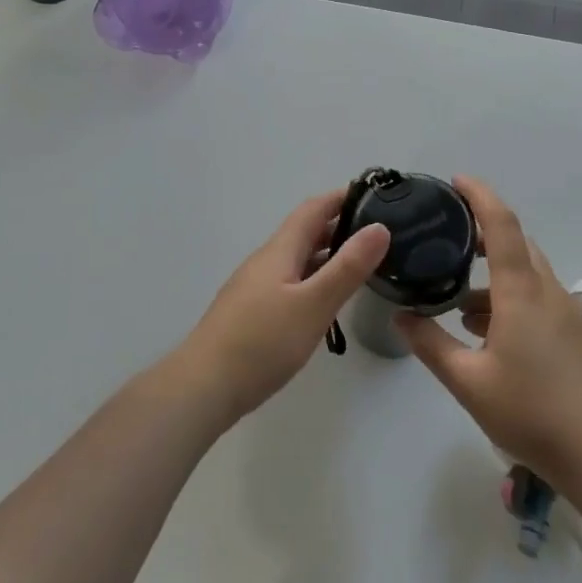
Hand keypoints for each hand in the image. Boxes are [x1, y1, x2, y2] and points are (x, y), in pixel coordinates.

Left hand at [174, 191, 389, 426]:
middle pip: (304, 232)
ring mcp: (255, 288)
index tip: (374, 195)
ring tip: (361, 264)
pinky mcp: (252, 313)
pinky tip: (326, 301)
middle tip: (377, 233)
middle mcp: (266, 261)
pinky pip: (290, 283)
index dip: (341, 197)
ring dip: (327, 254)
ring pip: (297, 260)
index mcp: (280, 250)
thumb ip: (347, 267)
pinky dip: (314, 280)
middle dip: (339, 225)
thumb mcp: (313, 304)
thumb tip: (379, 227)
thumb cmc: (261, 342)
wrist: (202, 387)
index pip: (313, 209)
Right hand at [395, 177, 581, 489]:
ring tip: (456, 299)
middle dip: (481, 232)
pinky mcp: (574, 336)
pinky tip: (486, 332)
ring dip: (493, 274)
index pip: (501, 224)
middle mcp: (547, 291)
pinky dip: (507, 298)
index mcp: (521, 291)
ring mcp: (565, 314)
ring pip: (525, 274)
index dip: (479, 195)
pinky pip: (536, 298)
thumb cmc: (534, 413)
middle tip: (445, 238)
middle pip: (516, 243)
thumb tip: (401, 316)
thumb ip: (431, 345)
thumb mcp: (469, 382)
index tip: (455, 181)